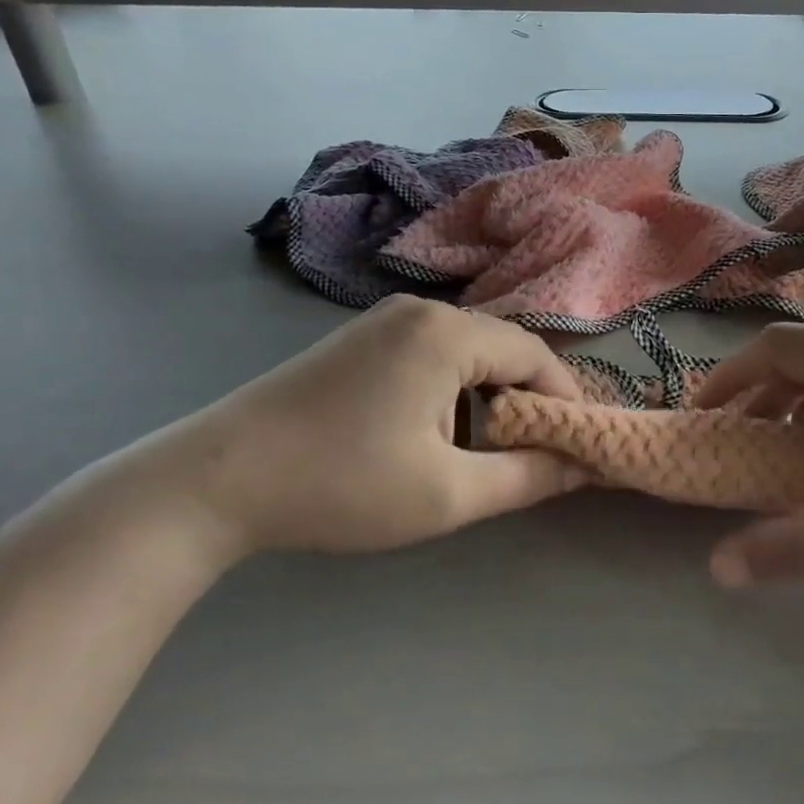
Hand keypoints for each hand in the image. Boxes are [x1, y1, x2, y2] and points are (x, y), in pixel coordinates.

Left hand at [177, 297, 586, 559]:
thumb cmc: (342, 484)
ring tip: (484, 452)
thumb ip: (528, 477)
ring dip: (488, 398)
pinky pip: (430, 354)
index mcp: (446, 333)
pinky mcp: (359, 339)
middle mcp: (420, 310)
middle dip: (527, 401)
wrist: (217, 480)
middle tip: (535, 454)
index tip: (577, 448)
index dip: (565, 402)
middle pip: (502, 348)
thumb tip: (585, 465)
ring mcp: (383, 320)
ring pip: (467, 352)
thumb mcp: (447, 493)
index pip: (536, 356)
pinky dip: (451, 390)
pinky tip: (433, 434)